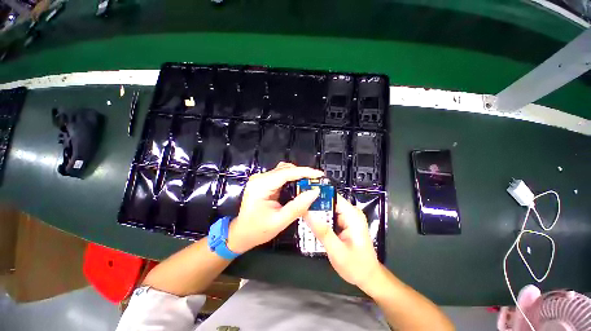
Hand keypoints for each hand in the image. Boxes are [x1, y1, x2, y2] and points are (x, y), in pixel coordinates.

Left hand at [227, 162, 323, 253]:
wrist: (241, 234)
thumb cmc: (257, 230)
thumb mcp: (280, 221)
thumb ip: (298, 206)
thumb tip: (315, 192)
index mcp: (261, 185)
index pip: (286, 173)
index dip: (305, 172)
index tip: (320, 175)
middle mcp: (260, 178)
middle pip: (286, 169)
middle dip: (303, 174)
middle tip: (317, 182)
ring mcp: (262, 178)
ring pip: (285, 170)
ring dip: (299, 175)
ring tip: (311, 183)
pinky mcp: (265, 182)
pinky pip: (282, 175)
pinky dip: (293, 178)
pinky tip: (301, 185)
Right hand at [305, 195, 380, 288]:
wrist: (368, 278)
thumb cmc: (356, 267)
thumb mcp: (337, 251)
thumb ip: (322, 232)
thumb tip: (307, 213)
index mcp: (352, 215)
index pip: (333, 197)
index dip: (317, 195)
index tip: (302, 196)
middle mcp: (350, 213)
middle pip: (329, 202)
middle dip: (314, 205)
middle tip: (298, 208)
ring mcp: (347, 218)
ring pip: (327, 210)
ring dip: (316, 213)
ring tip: (300, 215)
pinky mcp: (343, 224)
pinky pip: (329, 217)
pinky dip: (320, 220)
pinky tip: (309, 224)